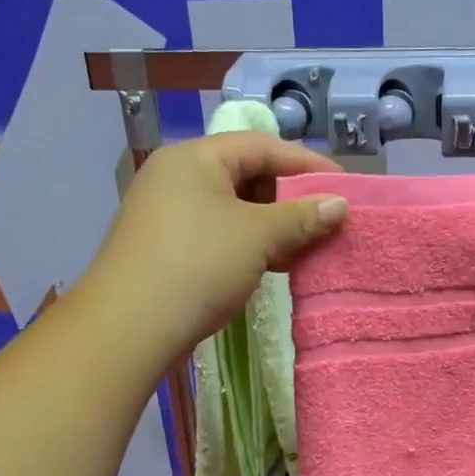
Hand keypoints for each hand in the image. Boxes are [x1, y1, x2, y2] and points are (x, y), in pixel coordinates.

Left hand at [81, 132, 347, 358]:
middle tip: (328, 219)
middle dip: (292, 198)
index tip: (345, 187)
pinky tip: (277, 265)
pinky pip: (220, 235)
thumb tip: (340, 205)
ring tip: (310, 246)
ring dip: (274, 226)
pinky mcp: (168, 249)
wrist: (129, 328)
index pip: (262, 147)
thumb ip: (302, 217)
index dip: (308, 165)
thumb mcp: (257, 236)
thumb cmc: (197, 265)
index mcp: (195, 158)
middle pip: (247, 176)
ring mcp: (169, 215)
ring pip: (235, 210)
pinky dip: (251, 245)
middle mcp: (177, 177)